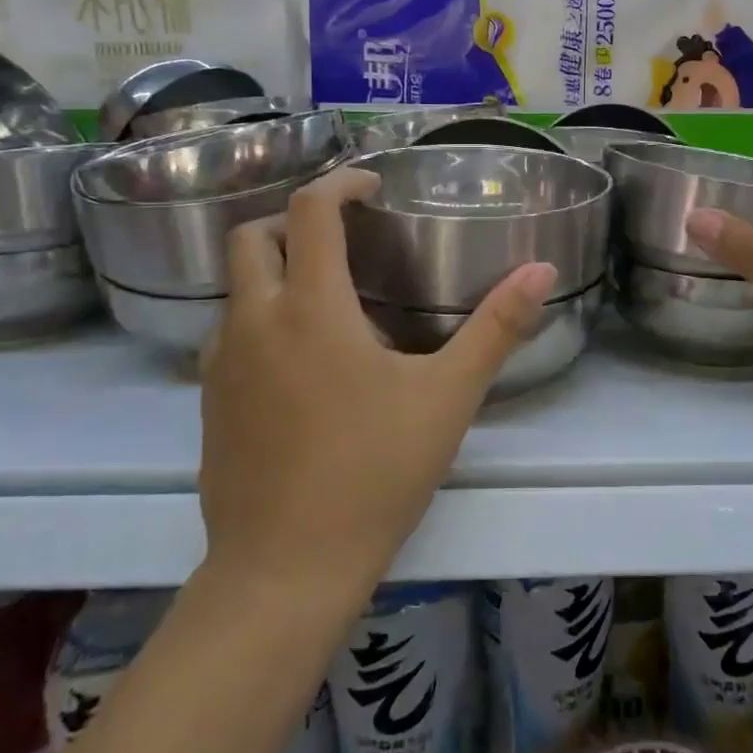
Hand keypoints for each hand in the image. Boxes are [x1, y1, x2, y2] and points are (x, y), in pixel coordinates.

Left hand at [198, 167, 556, 586]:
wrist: (286, 569)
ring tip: (326, 297)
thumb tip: (542, 269)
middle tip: (342, 236)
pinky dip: (260, 318)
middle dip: (293, 219)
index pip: (310, 212)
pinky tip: (299, 360)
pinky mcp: (210, 403)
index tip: (370, 185)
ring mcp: (222, 364)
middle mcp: (255, 322)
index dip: (339, 183)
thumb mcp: (449, 396)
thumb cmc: (374, 472)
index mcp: (312, 308)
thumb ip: (497, 327)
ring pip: (235, 288)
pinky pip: (229, 334)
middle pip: (251, 237)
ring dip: (273, 270)